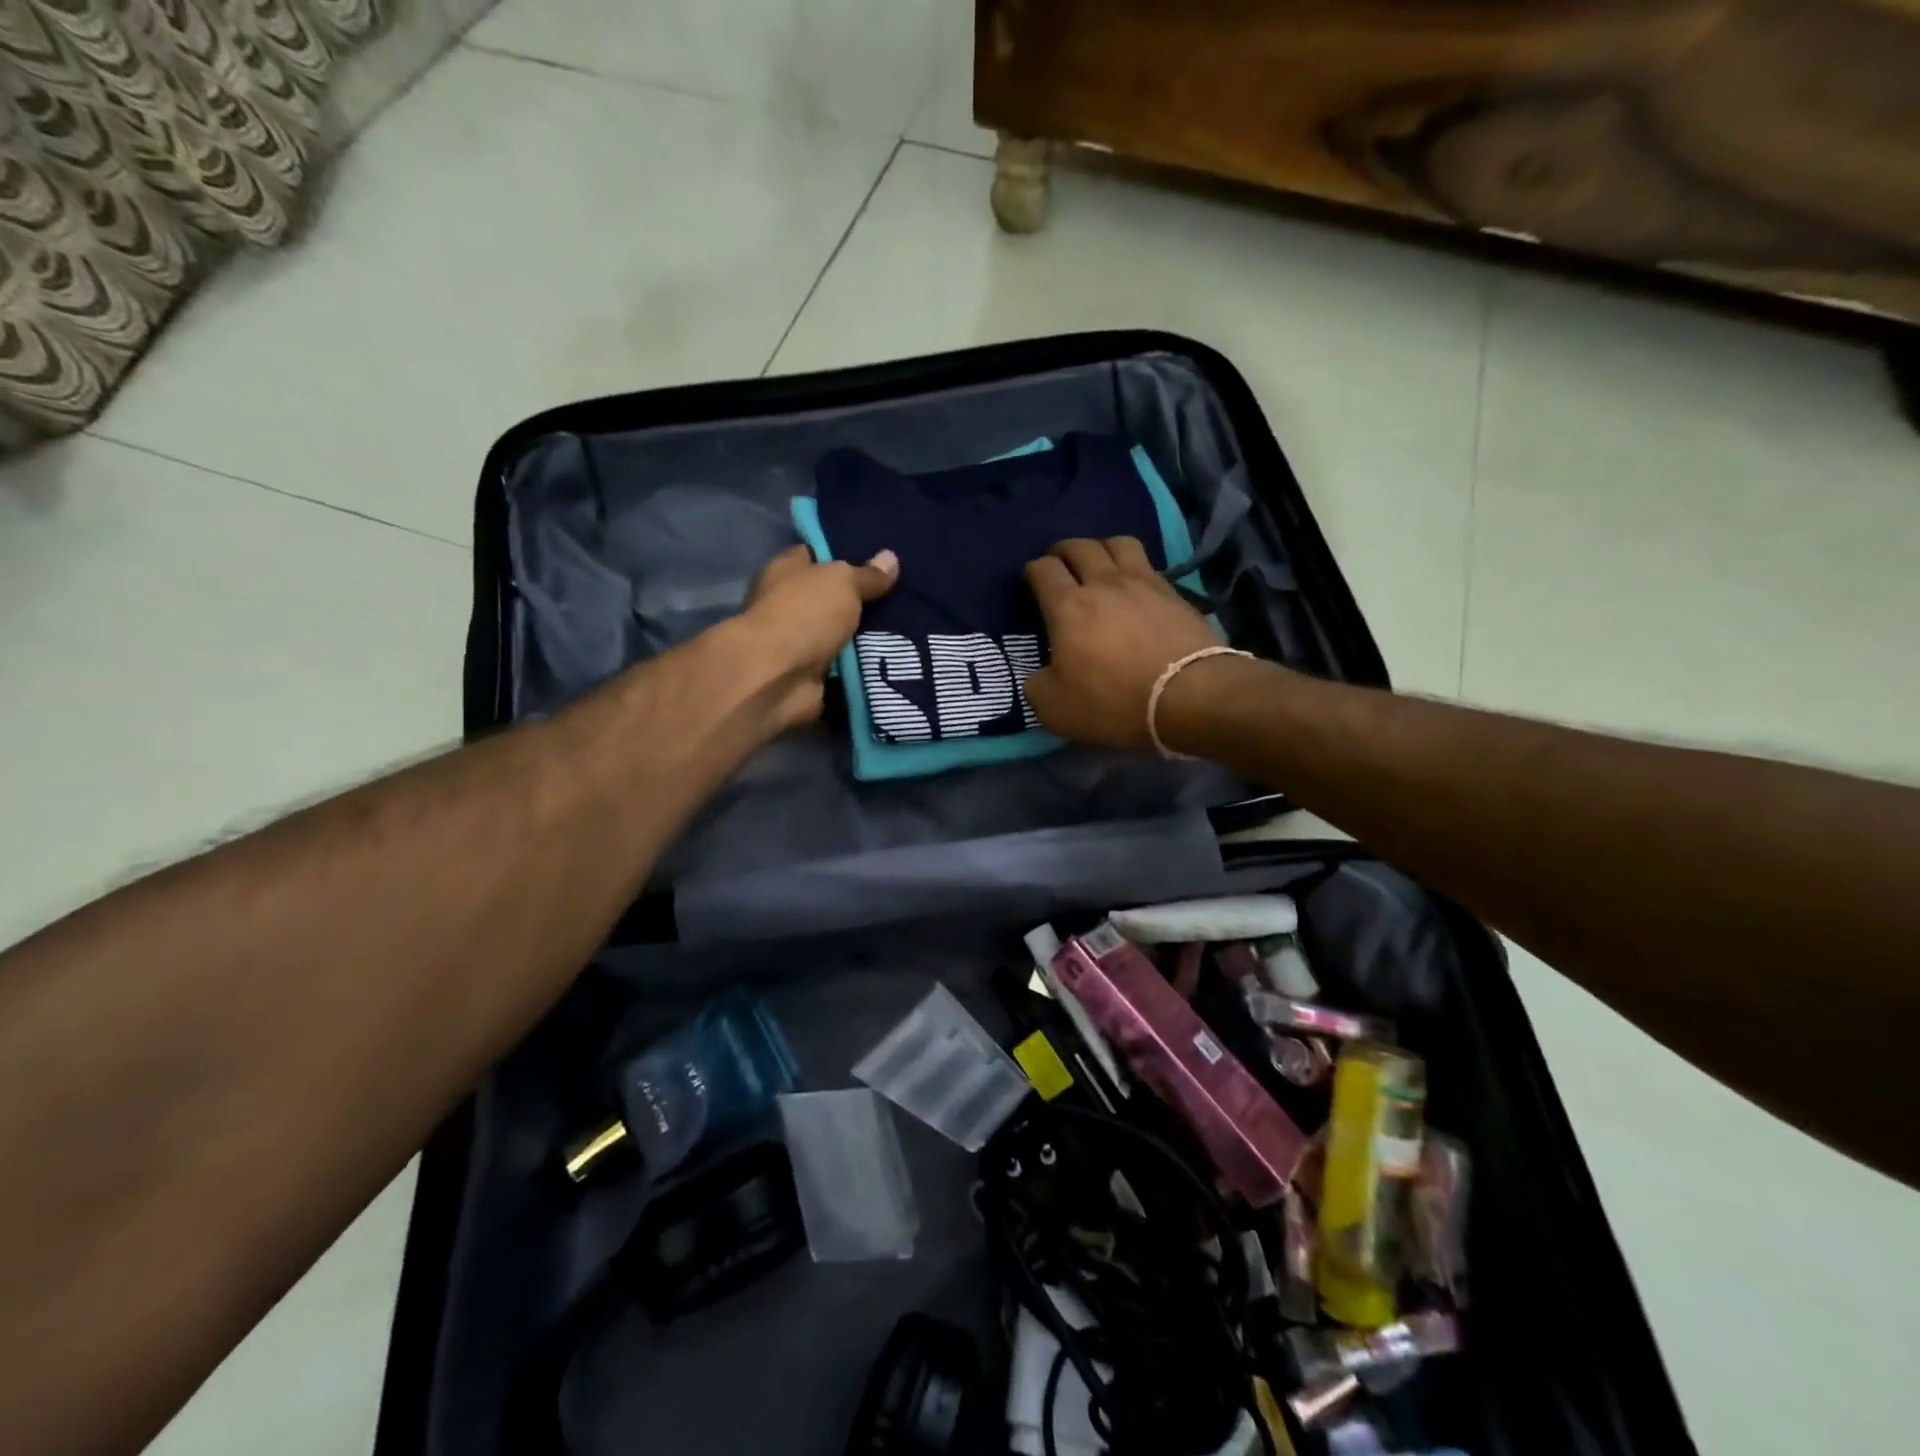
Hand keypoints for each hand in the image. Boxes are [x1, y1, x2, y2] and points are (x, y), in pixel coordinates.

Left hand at [732, 543, 897, 731]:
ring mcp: (799, 643)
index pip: (816, 555)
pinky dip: (866, 668)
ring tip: (911, 629)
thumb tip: (890, 558)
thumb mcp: (842, 582)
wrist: (778, 678)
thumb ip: (867, 574)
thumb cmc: (803, 615)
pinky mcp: (812, 676)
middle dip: (865, 600)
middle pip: (833, 598)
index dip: (845, 555)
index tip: (880, 561)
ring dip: (869, 637)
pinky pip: (847, 668)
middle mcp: (788, 605)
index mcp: (786, 571)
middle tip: (905, 597)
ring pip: (843, 635)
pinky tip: (897, 659)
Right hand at [1021, 537, 1222, 750]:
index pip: (1043, 569)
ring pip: (1118, 543)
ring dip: (1102, 548)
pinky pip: (1148, 565)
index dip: (1033, 571)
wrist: (1191, 696)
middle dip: (1063, 552)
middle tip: (1060, 566)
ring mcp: (1143, 583)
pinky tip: (1134, 587)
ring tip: (1099, 565)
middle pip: (1079, 546)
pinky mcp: (1174, 593)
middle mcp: (1103, 583)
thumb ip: (1037, 686)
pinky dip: (1135, 568)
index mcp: (1067, 607)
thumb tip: (1040, 675)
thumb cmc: (1115, 702)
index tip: (1032, 583)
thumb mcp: (1055, 709)